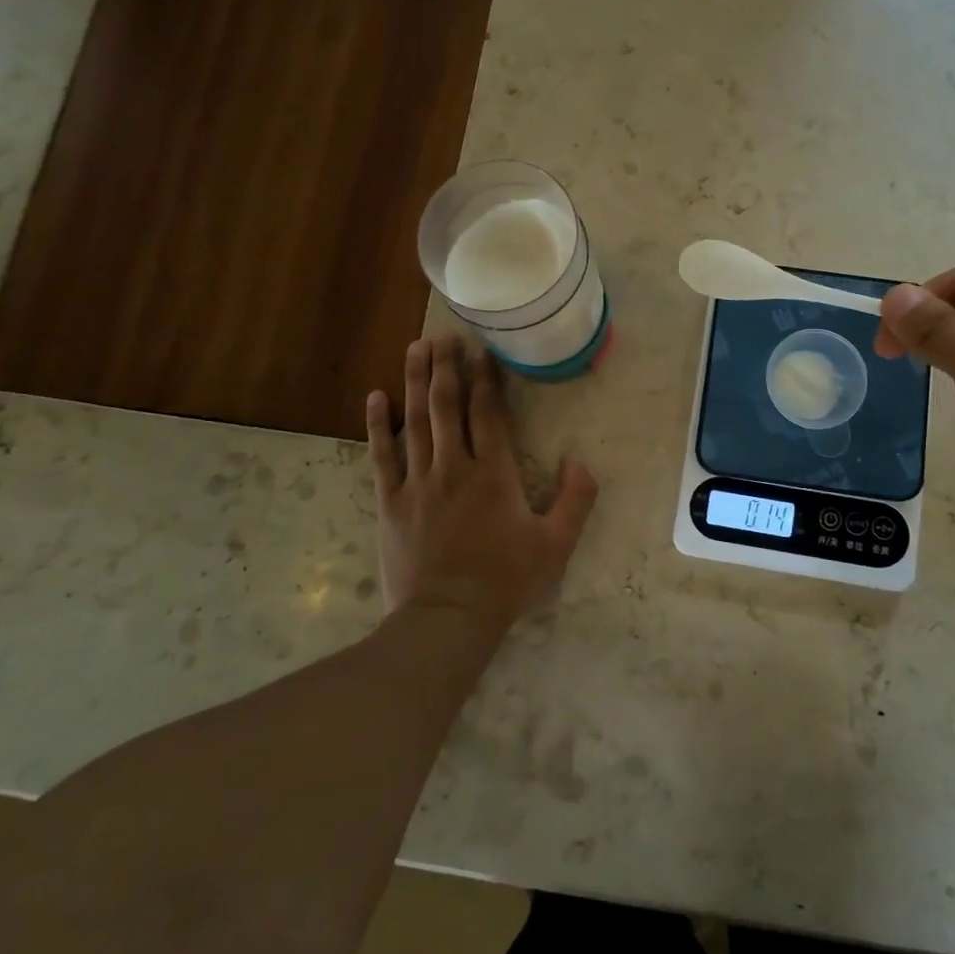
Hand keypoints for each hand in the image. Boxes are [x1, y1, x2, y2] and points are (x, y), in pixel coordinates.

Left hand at [366, 332, 597, 634]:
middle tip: (445, 334)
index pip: (487, 412)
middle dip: (446, 366)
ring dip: (415, 381)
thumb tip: (579, 459)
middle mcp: (453, 466)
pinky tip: (375, 396)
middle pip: (446, 405)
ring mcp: (417, 481)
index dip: (485, 378)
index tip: (482, 349)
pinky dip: (377, 424)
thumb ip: (576, 499)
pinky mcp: (390, 501)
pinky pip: (381, 454)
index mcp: (493, 473)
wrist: (446, 619)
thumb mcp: (557, 545)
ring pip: (414, 420)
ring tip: (416, 348)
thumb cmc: (505, 581)